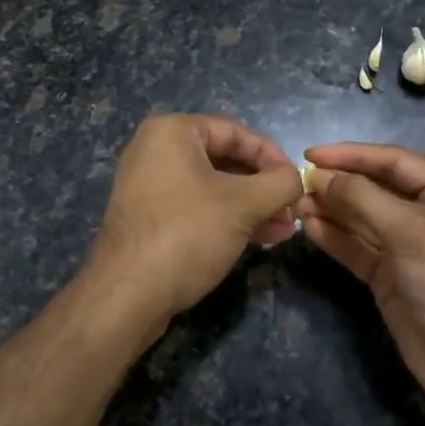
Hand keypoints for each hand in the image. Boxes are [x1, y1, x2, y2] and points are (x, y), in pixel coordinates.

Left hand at [82, 114, 303, 343]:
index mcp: (172, 131)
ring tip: (282, 230)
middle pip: (224, 159)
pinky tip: (258, 239)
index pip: (236, 132)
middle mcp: (155, 149)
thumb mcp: (244, 204)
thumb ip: (280, 184)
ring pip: (213, 186)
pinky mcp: (148, 216)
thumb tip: (297, 179)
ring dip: (251, 206)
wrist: (127, 294)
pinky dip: (227, 218)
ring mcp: (148, 184)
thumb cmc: (187, 233)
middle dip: (263, 187)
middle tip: (291, 211)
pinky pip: (196, 206)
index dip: (273, 156)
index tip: (297, 183)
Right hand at [297, 143, 424, 423]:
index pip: (393, 161)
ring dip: (330, 209)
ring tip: (295, 204)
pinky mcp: (390, 276)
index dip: (352, 155)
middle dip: (338, 184)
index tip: (310, 154)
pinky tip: (308, 228)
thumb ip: (362, 198)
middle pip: (375, 187)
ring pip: (362, 218)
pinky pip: (357, 247)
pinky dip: (334, 237)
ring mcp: (407, 246)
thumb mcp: (410, 231)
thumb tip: (321, 175)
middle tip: (297, 183)